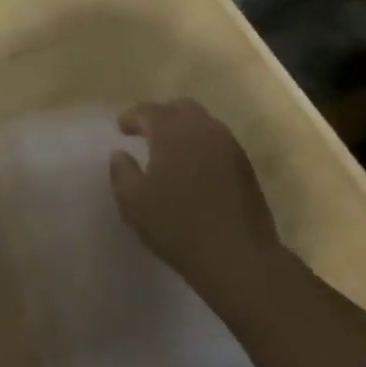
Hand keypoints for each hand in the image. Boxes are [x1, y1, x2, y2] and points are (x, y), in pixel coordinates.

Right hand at [109, 100, 281, 293]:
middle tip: (146, 132)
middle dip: (160, 116)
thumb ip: (121, 171)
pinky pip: (217, 142)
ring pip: (202, 123)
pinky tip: (193, 167)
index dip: (132, 117)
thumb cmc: (179, 226)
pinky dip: (200, 145)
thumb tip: (120, 154)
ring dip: (183, 130)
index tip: (121, 128)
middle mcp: (202, 128)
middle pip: (179, 108)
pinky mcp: (245, 166)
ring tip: (169, 150)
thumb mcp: (133, 202)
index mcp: (172, 131)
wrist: (240, 258)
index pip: (148, 111)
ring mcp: (228, 145)